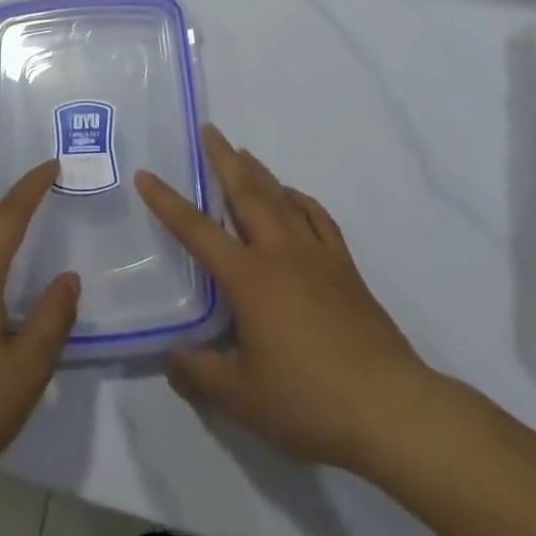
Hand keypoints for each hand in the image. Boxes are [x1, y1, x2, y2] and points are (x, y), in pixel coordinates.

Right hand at [135, 126, 447, 480]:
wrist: (389, 406)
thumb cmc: (308, 399)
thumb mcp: (242, 397)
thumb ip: (200, 373)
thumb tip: (170, 356)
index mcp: (248, 278)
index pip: (197, 230)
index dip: (168, 202)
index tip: (146, 174)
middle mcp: (279, 252)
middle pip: (246, 193)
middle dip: (224, 159)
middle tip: (209, 130)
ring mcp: (316, 255)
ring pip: (282, 198)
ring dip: (259, 172)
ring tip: (243, 153)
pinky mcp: (344, 267)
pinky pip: (318, 218)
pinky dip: (301, 199)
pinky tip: (293, 196)